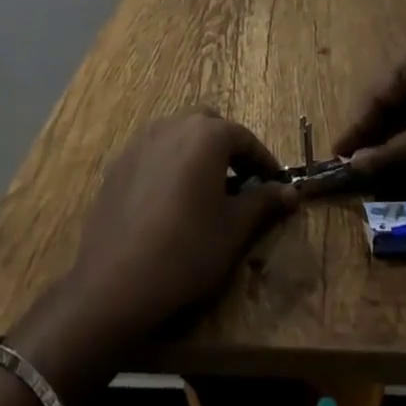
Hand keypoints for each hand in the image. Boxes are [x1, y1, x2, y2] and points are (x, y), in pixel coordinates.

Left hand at [60, 112, 297, 349]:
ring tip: (206, 191)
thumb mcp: (233, 230)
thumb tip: (290, 192)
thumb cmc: (186, 251)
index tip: (275, 184)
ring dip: (197, 153)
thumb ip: (263, 203)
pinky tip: (170, 201)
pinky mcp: (119, 162)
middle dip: (227, 148)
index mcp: (206, 134)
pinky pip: (154, 152)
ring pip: (178, 134)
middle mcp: (173, 125)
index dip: (263, 161)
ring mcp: (141, 141)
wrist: (115, 280)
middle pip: (209, 125)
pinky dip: (169, 164)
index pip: (244, 138)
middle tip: (241, 183)